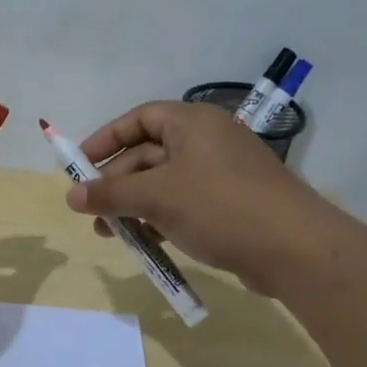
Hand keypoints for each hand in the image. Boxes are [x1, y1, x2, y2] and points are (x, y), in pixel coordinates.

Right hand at [65, 101, 331, 295]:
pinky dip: (160, 218)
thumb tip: (71, 196)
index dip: (107, 139)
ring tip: (110, 234)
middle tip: (91, 211)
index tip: (81, 165)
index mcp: (193, 123)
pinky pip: (185, 203)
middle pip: (149, 153)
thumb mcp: (156, 197)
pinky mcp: (232, 204)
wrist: (294, 249)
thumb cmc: (219, 207)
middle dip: (117, 183)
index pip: (140, 118)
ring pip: (165, 183)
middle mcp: (208, 141)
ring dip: (135, 205)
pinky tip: (144, 242)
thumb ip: (110, 194)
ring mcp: (222, 174)